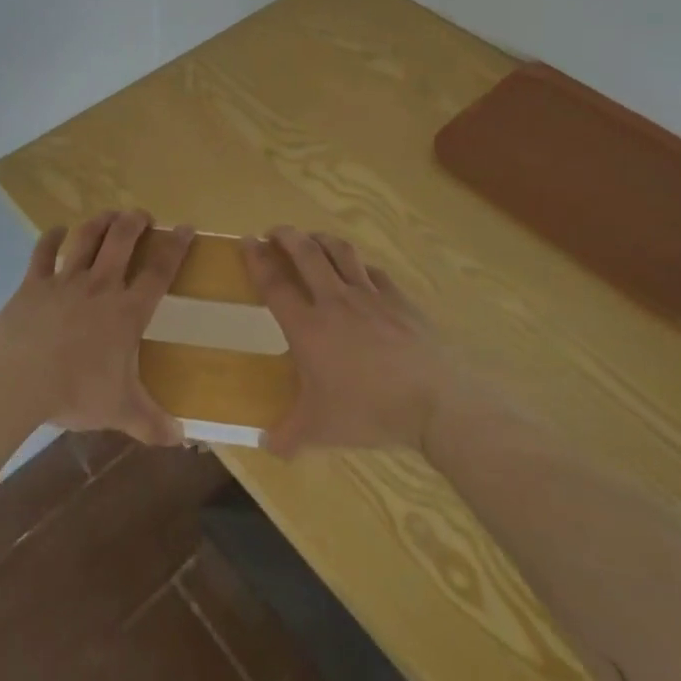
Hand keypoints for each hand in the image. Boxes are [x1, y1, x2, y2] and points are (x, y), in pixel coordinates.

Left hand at [0, 209, 193, 445]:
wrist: (19, 380)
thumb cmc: (76, 392)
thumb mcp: (120, 411)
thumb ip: (152, 423)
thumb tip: (182, 440)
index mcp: (127, 311)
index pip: (159, 271)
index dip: (175, 247)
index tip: (185, 228)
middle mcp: (100, 286)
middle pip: (122, 240)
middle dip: (135, 222)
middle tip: (142, 216)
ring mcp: (64, 280)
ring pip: (86, 238)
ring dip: (100, 221)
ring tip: (109, 214)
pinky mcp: (33, 283)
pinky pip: (43, 252)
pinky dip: (51, 237)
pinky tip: (56, 230)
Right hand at [244, 226, 451, 457]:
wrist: (434, 401)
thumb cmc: (369, 411)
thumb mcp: (321, 430)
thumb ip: (289, 437)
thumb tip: (267, 448)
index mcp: (308, 327)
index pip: (274, 283)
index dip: (257, 259)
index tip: (247, 241)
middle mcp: (334, 301)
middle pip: (306, 253)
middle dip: (286, 236)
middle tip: (275, 232)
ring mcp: (369, 296)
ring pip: (340, 252)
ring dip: (321, 239)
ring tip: (311, 238)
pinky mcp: (398, 299)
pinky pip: (373, 271)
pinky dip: (359, 265)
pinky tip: (358, 270)